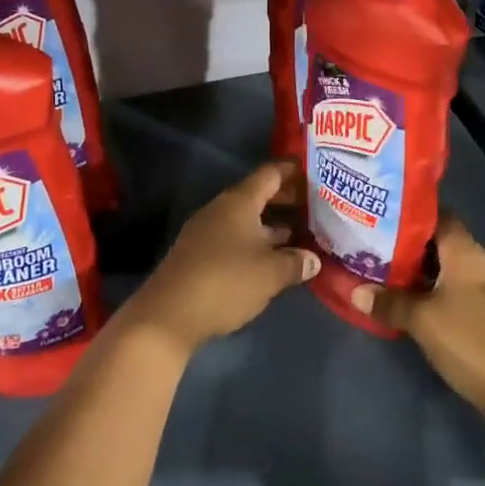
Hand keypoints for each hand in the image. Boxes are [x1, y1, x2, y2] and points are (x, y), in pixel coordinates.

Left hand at [129, 161, 319, 355]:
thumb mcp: (270, 273)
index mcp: (239, 202)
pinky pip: (235, 238)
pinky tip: (272, 258)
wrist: (169, 314)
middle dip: (286, 199)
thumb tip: (312, 259)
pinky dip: (256, 242)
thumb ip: (295, 262)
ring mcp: (207, 231)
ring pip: (247, 219)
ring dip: (272, 225)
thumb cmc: (226, 282)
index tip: (315, 172)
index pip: (270, 174)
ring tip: (301, 234)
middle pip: (258, 195)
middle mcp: (221, 209)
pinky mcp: (200, 254)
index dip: (293, 171)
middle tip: (315, 207)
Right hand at [354, 216, 484, 425]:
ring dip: (425, 274)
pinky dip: (439, 294)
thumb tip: (356, 292)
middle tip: (379, 249)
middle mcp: (484, 265)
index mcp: (468, 254)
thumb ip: (389, 302)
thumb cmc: (469, 341)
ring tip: (390, 276)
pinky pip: (461, 294)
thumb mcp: (421, 320)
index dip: (413, 214)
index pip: (441, 217)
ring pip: (453, 271)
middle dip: (413, 247)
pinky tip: (416, 305)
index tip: (385, 217)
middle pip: (445, 244)